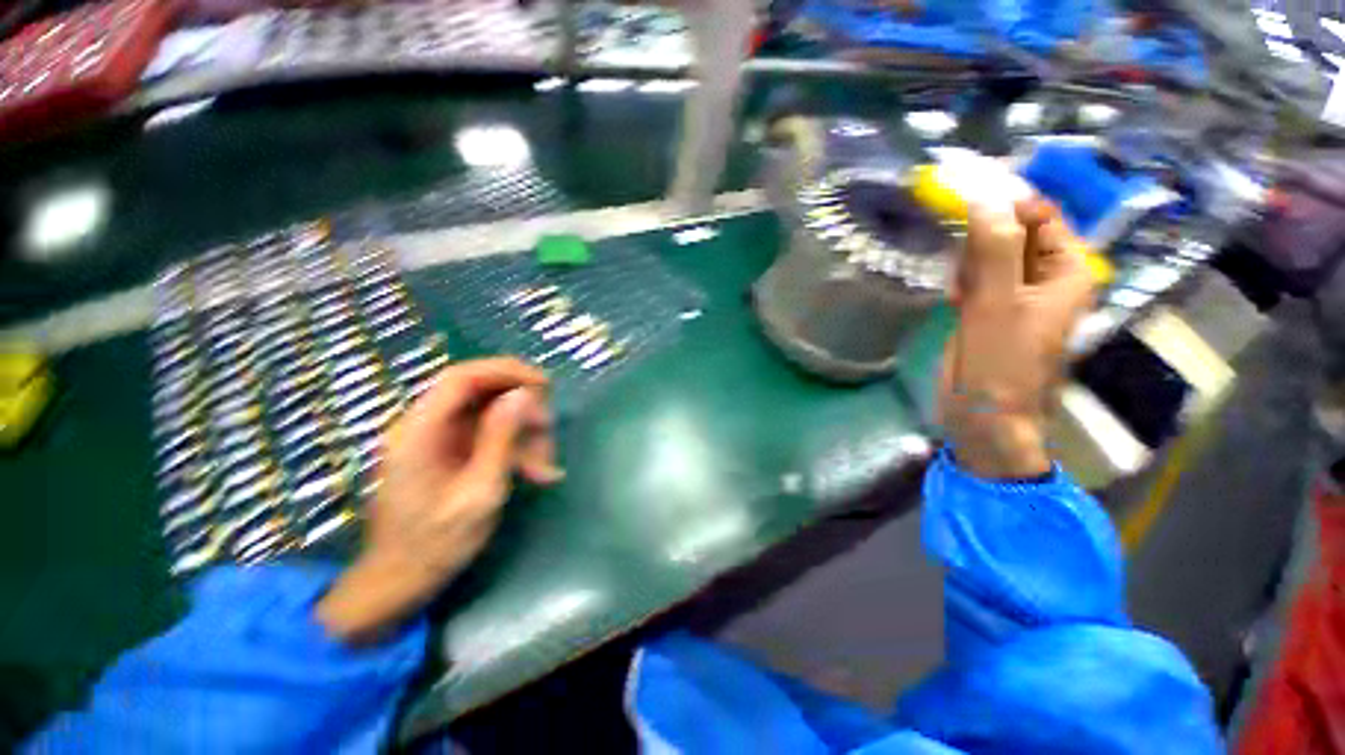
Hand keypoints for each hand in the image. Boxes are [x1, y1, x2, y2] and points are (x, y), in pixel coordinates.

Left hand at [317, 358, 562, 642]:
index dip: (507, 371)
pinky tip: (533, 471)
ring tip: (544, 468)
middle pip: (482, 392)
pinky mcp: (448, 449)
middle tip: (548, 435)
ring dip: (524, 432)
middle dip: (523, 409)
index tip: (545, 385)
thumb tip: (521, 395)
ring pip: (492, 412)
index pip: (463, 377)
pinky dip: (515, 446)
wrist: (399, 580)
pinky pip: (490, 432)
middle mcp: (424, 425)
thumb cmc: (437, 543)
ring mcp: (437, 437)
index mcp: (419, 432)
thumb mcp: (479, 492)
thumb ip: (500, 439)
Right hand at [939, 198, 1095, 478]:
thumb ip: (993, 247)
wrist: (982, 413)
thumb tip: (983, 194)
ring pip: (986, 253)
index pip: (1039, 214)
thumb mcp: (997, 302)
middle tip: (964, 261)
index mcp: (1066, 268)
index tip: (963, 191)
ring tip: (961, 292)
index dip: (1005, 199)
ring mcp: (1013, 292)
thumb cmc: (1000, 361)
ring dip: (967, 264)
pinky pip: (973, 276)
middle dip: (981, 239)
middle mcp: (1044, 275)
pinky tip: (954, 301)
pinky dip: (960, 281)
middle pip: (1010, 231)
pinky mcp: (987, 307)